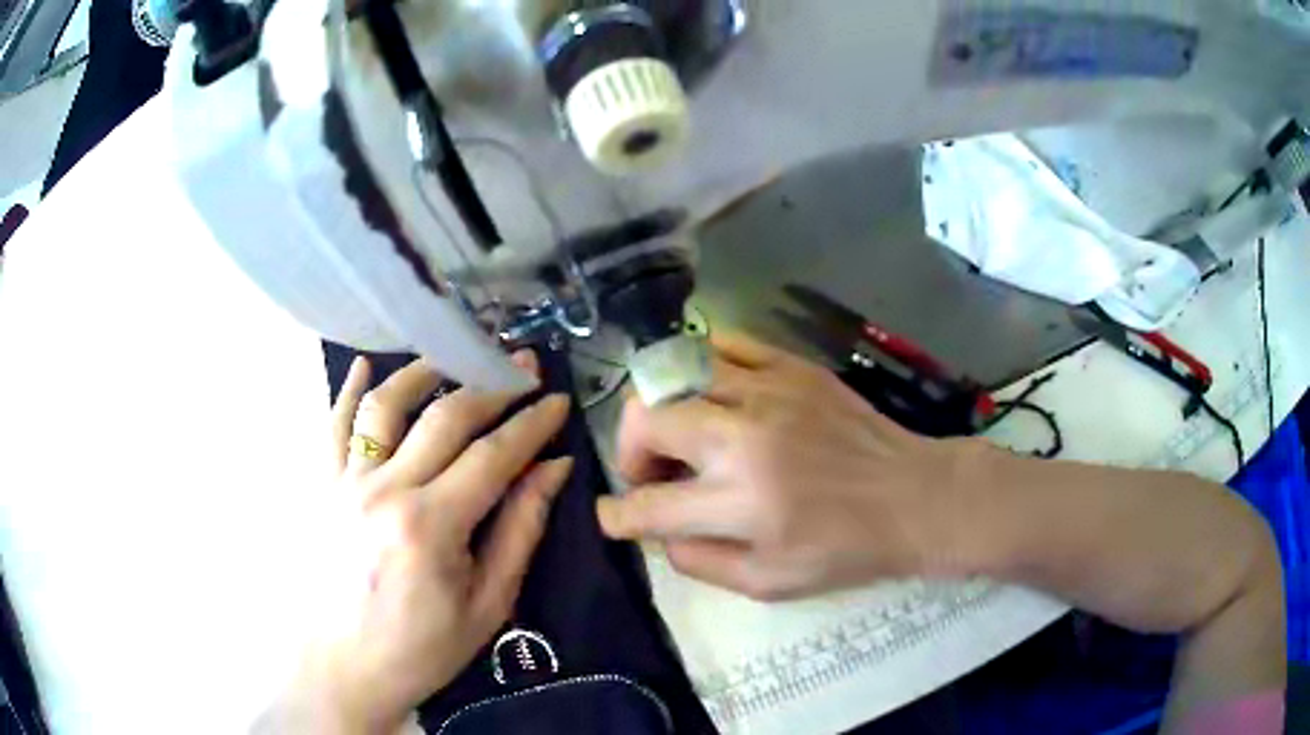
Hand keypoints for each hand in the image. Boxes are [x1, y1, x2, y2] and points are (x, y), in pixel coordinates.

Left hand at [263, 353, 572, 733]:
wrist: (343, 670)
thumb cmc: (421, 649)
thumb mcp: (487, 605)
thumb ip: (520, 531)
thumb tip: (553, 469)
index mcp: (430, 525)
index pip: (493, 455)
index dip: (531, 424)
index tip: (557, 400)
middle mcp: (384, 489)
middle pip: (444, 418)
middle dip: (491, 386)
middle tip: (523, 367)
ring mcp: (345, 483)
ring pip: (385, 405)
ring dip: (424, 372)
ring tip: (454, 357)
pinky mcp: (321, 487)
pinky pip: (333, 426)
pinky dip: (350, 390)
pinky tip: (366, 364)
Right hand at [597, 333, 975, 600]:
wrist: (912, 497)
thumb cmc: (845, 549)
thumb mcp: (768, 583)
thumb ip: (700, 561)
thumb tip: (659, 532)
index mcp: (742, 502)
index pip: (648, 505)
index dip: (617, 515)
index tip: (612, 516)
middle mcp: (745, 437)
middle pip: (647, 420)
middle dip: (630, 452)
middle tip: (653, 474)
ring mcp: (769, 390)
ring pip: (677, 374)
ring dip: (663, 410)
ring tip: (683, 435)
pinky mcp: (792, 365)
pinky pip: (724, 344)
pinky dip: (702, 367)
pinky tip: (713, 394)